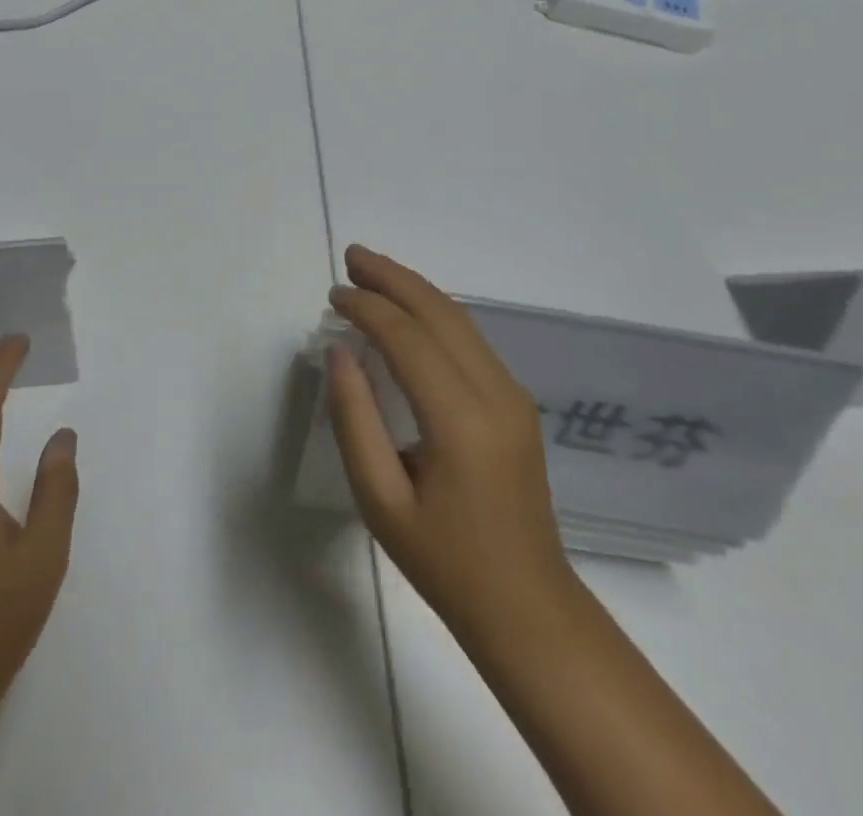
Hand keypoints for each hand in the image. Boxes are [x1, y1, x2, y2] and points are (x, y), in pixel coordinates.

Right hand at [326, 245, 575, 655]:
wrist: (528, 606)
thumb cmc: (445, 562)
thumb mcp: (380, 501)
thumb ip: (355, 420)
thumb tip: (340, 352)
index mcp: (461, 422)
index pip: (409, 339)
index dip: (368, 307)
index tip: (334, 294)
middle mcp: (495, 394)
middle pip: (440, 313)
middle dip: (393, 278)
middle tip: (351, 256)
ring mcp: (513, 395)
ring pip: (459, 319)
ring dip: (414, 289)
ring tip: (371, 271)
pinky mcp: (516, 402)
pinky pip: (469, 339)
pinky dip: (432, 313)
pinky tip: (406, 311)